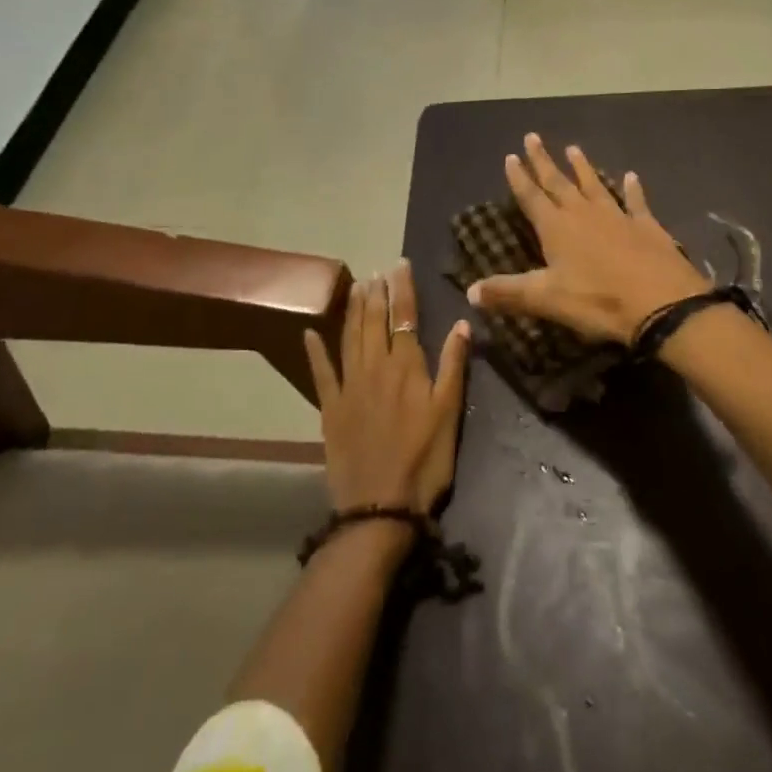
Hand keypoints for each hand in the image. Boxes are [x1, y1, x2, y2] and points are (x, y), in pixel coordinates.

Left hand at [304, 261, 469, 513]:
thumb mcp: (449, 413)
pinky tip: (310, 332)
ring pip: (350, 337)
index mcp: (407, 366)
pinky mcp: (330, 408)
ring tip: (355, 286)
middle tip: (376, 270)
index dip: (402, 289)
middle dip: (377, 292)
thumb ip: (453, 365)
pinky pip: (321, 373)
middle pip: (375, 321)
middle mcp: (375, 367)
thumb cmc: (424, 461)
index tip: (399, 265)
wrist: (380, 506)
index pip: (405, 316)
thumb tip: (462, 322)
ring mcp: (349, 386)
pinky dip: (315, 351)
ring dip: (352, 310)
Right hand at [467, 133, 709, 345]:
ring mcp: (617, 216)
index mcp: (557, 228)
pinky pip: (636, 201)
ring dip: (582, 167)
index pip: (532, 197)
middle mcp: (584, 213)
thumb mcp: (547, 300)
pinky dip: (632, 188)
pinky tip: (631, 176)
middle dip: (543, 161)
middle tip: (533, 137)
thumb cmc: (598, 301)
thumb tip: (469, 291)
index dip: (519, 178)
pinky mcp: (646, 226)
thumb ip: (508, 293)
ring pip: (594, 184)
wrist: (662, 303)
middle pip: (558, 182)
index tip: (510, 156)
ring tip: (573, 148)